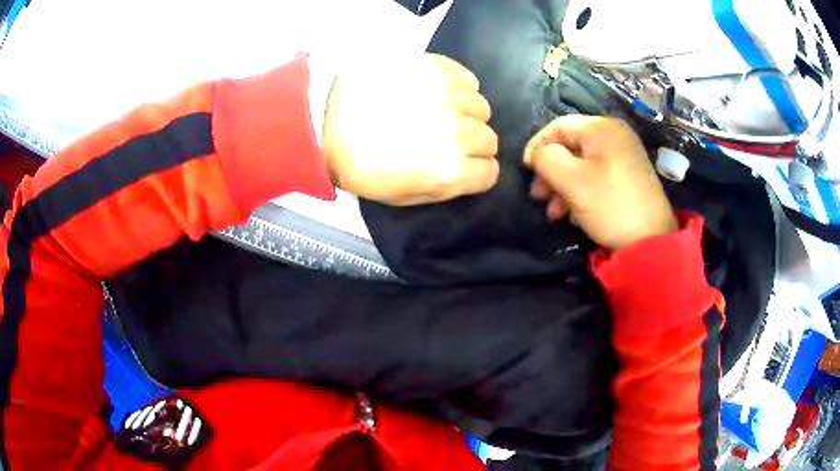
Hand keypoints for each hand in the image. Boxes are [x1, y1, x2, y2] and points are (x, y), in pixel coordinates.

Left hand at [323, 53, 499, 205]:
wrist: (326, 120)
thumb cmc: (361, 165)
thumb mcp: (404, 196)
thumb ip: (446, 188)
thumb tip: (470, 172)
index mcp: (450, 170)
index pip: (490, 172)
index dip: (475, 172)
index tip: (461, 165)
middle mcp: (459, 132)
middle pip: (489, 139)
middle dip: (472, 144)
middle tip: (445, 138)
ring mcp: (449, 95)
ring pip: (481, 107)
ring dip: (465, 114)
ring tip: (439, 112)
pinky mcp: (436, 67)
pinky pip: (468, 79)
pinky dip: (459, 88)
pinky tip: (437, 93)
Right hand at [523, 116, 676, 249]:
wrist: (651, 240)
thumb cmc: (609, 204)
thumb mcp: (570, 180)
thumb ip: (546, 159)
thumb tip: (538, 155)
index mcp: (601, 127)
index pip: (557, 126)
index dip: (536, 146)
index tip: (525, 170)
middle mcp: (615, 135)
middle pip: (571, 146)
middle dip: (550, 172)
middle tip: (538, 196)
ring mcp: (625, 156)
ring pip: (583, 164)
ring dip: (563, 186)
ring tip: (554, 213)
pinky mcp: (630, 176)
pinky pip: (598, 176)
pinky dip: (582, 191)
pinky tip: (574, 215)